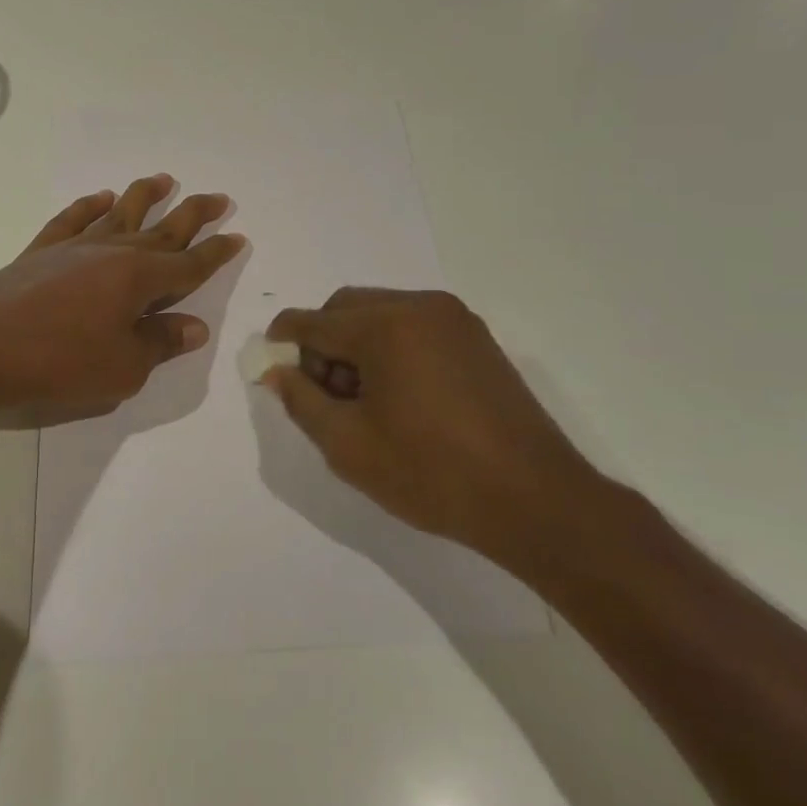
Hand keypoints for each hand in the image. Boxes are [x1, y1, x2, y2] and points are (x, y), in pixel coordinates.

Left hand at [0, 174, 244, 425]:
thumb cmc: (58, 362)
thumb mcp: (122, 368)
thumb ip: (159, 343)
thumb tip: (194, 325)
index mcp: (139, 280)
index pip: (189, 264)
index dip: (216, 253)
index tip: (237, 236)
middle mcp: (112, 253)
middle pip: (163, 228)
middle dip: (194, 213)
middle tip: (219, 197)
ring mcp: (74, 247)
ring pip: (120, 213)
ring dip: (145, 195)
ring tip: (164, 178)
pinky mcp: (41, 250)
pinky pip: (73, 219)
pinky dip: (89, 205)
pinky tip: (101, 197)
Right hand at [263, 288, 612, 578]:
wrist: (535, 500)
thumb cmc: (432, 473)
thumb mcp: (348, 445)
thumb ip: (301, 400)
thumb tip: (277, 371)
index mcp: (385, 325)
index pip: (314, 320)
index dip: (284, 340)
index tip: (271, 365)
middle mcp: (419, 305)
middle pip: (347, 307)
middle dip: (323, 342)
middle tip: (325, 394)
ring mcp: (453, 318)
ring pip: (381, 312)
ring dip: (357, 344)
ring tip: (365, 400)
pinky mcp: (476, 337)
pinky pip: (414, 325)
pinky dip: (391, 346)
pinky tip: (400, 395)